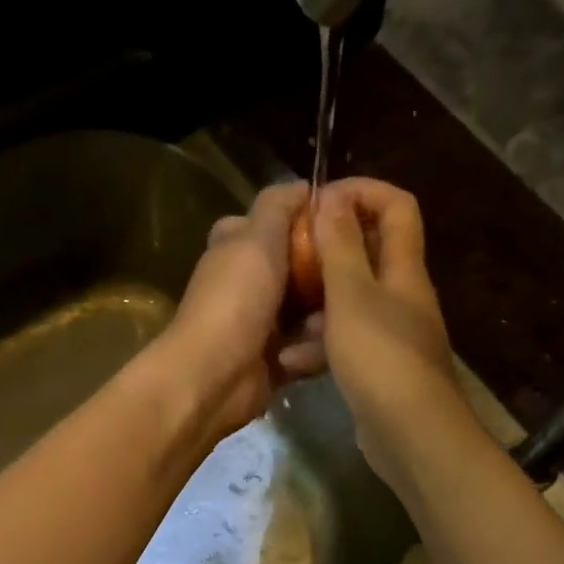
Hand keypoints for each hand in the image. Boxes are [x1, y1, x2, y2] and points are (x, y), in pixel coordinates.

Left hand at [154, 181, 326, 440]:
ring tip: (325, 325)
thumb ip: (277, 205)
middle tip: (350, 278)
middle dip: (327, 277)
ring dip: (323, 319)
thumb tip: (303, 185)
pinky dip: (312, 352)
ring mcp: (263, 323)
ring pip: (314, 310)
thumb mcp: (256, 236)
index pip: (279, 222)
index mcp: (238, 247)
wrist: (213, 377)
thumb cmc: (234, 300)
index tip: (348, 226)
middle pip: (304, 268)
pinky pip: (311, 348)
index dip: (310, 222)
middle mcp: (249, 282)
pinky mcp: (276, 359)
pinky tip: (307, 355)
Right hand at [310, 177, 465, 479]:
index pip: (397, 206)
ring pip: (350, 301)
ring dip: (316, 302)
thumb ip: (340, 246)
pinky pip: (344, 342)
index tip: (319, 200)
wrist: (410, 434)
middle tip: (290, 255)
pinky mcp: (378, 368)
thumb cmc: (380, 357)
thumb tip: (331, 198)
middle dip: (328, 248)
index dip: (361, 192)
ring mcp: (391, 334)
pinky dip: (319, 345)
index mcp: (403, 269)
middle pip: (369, 253)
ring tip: (281, 311)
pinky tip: (290, 360)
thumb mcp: (352, 296)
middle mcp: (402, 295)